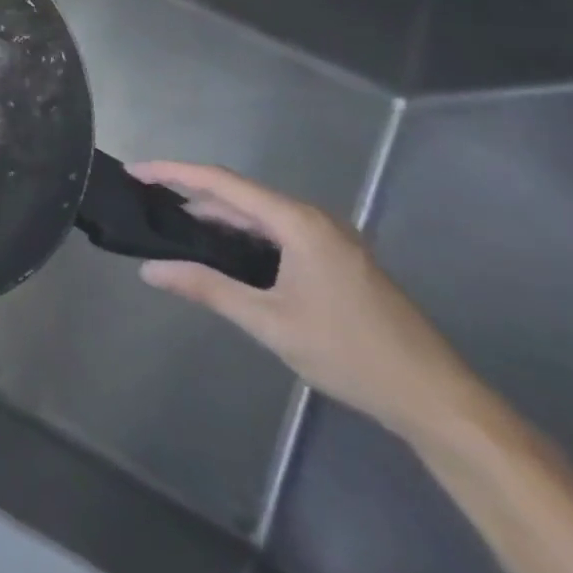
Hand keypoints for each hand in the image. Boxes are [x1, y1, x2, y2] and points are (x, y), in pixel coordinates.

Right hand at [130, 161, 477, 441]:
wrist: (438, 400)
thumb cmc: (351, 354)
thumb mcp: (270, 322)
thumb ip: (207, 288)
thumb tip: (149, 270)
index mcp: (298, 222)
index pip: (221, 182)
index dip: (172, 172)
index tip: (134, 172)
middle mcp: (314, 219)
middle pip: (239, 192)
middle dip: (190, 190)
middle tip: (146, 196)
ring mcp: (330, 239)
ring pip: (259, 213)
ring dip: (216, 213)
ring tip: (173, 222)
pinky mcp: (337, 259)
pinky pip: (277, 230)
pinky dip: (243, 232)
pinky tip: (223, 249)